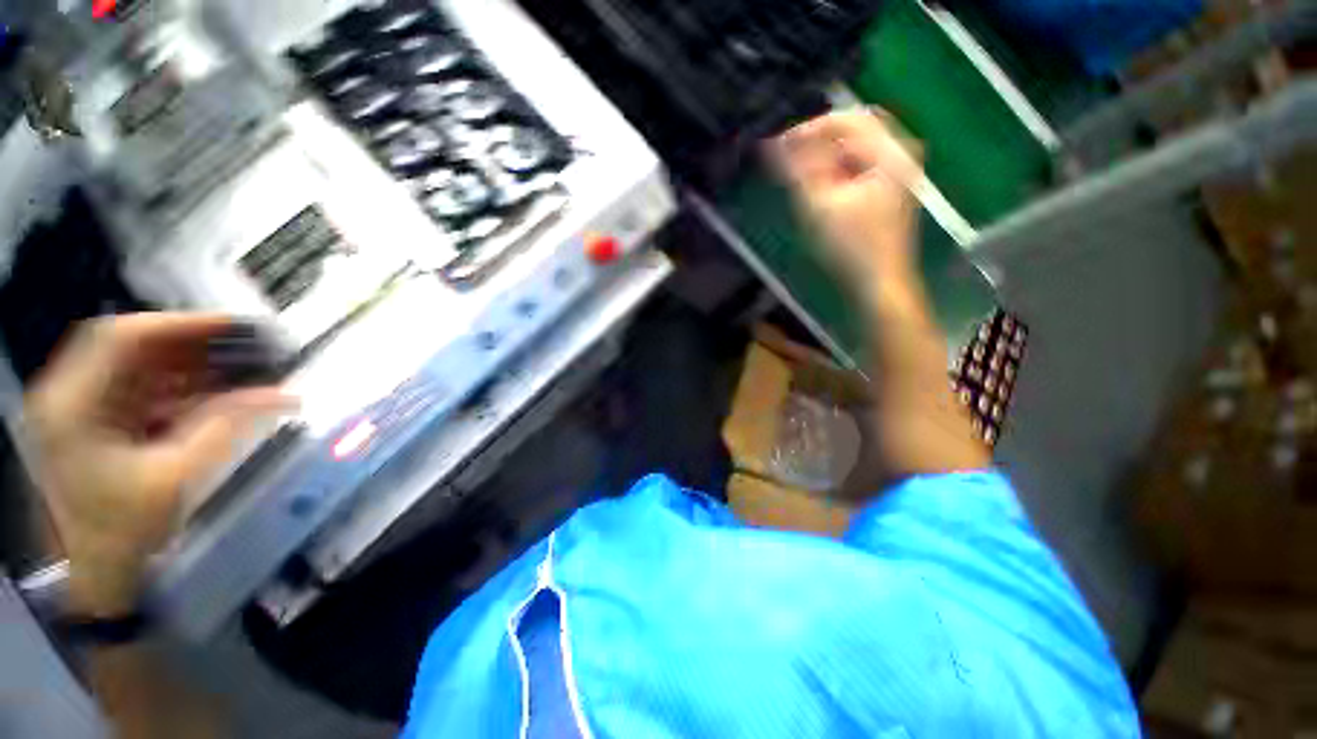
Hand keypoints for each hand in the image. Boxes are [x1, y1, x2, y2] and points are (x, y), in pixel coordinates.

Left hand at [23, 314, 287, 616]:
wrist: (93, 572)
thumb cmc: (123, 529)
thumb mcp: (176, 476)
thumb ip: (226, 426)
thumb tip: (284, 396)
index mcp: (74, 405)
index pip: (122, 338)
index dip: (179, 324)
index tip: (233, 325)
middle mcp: (70, 395)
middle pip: (129, 347)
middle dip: (188, 343)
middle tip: (241, 345)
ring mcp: (80, 408)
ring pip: (137, 366)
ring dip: (187, 364)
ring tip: (236, 366)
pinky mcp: (96, 421)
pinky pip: (140, 389)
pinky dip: (178, 385)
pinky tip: (212, 391)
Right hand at [770, 109, 922, 291]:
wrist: (878, 283)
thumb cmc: (851, 247)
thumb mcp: (820, 205)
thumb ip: (798, 170)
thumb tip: (774, 144)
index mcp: (889, 151)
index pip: (846, 119)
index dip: (809, 128)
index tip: (779, 146)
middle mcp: (899, 153)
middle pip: (853, 130)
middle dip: (818, 141)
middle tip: (789, 159)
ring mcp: (897, 171)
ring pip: (855, 149)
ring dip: (826, 156)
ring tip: (800, 175)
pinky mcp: (888, 189)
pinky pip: (858, 166)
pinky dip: (836, 171)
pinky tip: (820, 187)